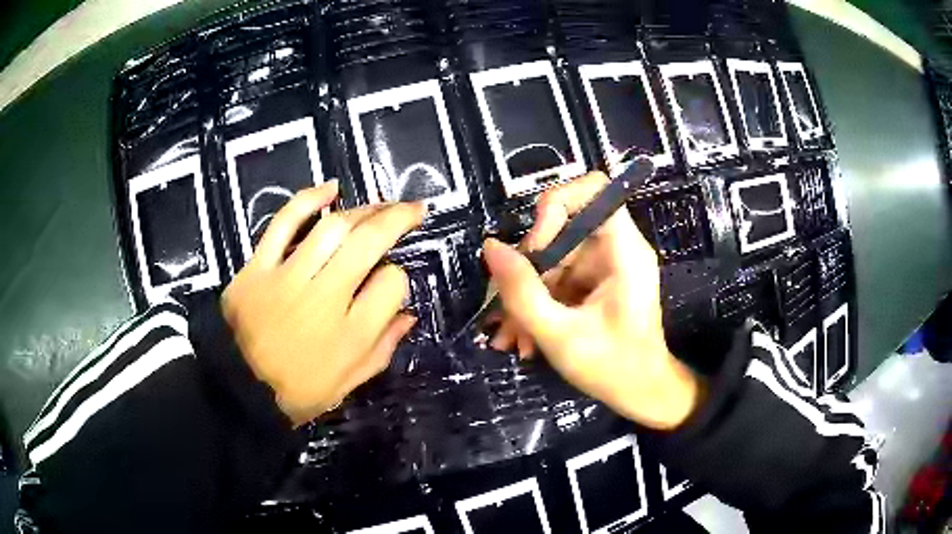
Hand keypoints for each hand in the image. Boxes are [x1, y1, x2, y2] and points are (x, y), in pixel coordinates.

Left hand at [222, 181, 423, 425]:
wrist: (238, 388)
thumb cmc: (297, 390)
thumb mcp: (348, 383)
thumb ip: (382, 348)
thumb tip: (409, 314)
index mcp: (351, 334)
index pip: (393, 284)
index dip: (400, 278)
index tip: (392, 282)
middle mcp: (324, 298)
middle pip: (368, 243)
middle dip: (397, 219)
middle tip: (413, 208)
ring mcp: (288, 277)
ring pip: (333, 227)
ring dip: (362, 209)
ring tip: (379, 204)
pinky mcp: (259, 267)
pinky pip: (283, 223)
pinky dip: (307, 200)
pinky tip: (331, 189)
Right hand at [483, 172, 700, 429]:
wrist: (641, 394)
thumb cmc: (613, 369)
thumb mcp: (559, 335)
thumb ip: (522, 292)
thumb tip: (490, 247)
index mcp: (624, 251)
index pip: (594, 190)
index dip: (556, 207)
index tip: (533, 248)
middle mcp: (616, 248)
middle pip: (561, 228)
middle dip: (527, 267)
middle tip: (505, 308)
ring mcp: (603, 265)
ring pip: (552, 257)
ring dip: (526, 293)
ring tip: (509, 335)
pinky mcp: (594, 282)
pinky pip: (556, 277)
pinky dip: (536, 302)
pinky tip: (522, 336)